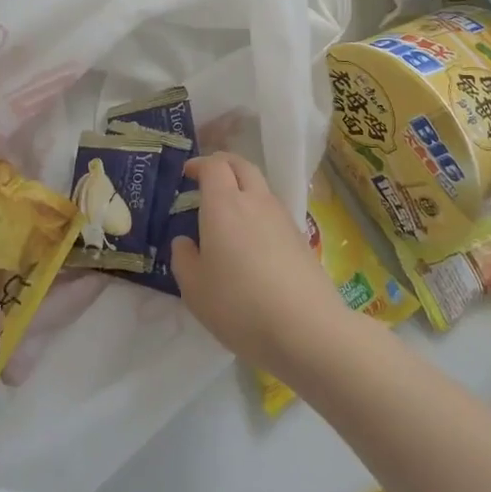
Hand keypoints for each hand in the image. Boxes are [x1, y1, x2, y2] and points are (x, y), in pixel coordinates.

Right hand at [171, 153, 353, 373]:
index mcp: (224, 205)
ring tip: (228, 210)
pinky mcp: (300, 237)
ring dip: (243, 186)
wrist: (306, 328)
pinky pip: (273, 210)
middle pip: (242, 165)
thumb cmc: (240, 305)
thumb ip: (183, 258)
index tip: (187, 173)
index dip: (199, 164)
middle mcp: (255, 201)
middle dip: (223, 164)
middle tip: (208, 177)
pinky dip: (258, 210)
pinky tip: (252, 238)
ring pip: (261, 186)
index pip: (214, 166)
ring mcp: (282, 217)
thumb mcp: (195, 289)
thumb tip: (186, 241)